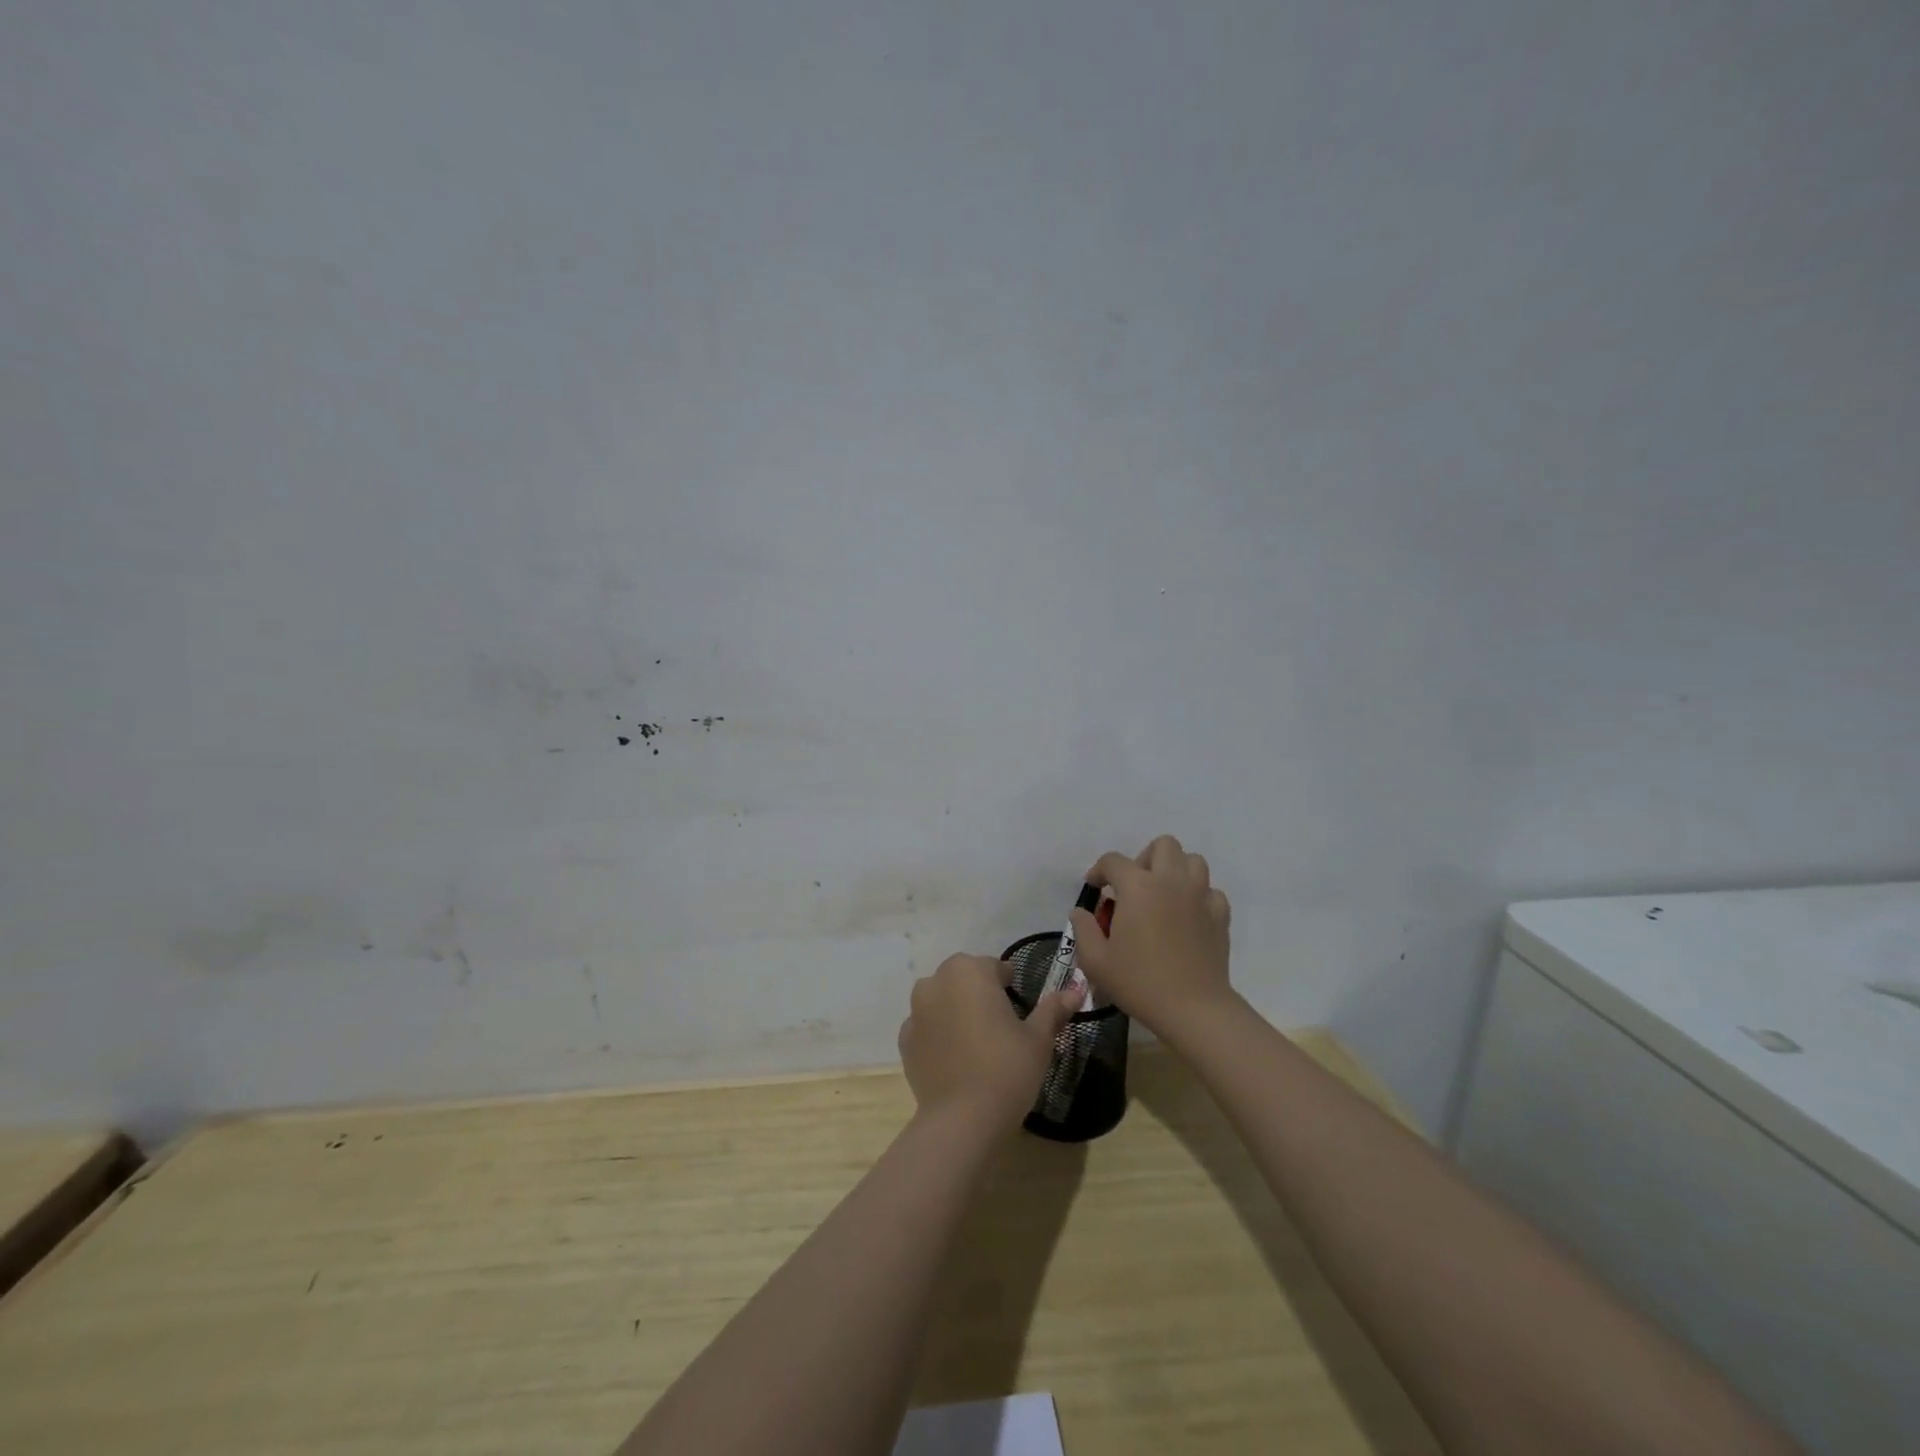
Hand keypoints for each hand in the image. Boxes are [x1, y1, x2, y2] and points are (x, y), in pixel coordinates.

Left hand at [898, 954, 1079, 1128]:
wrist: (962, 1120)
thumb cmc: (1007, 1069)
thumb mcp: (1039, 1038)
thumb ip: (1053, 1009)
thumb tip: (1075, 990)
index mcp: (969, 971)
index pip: (994, 968)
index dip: (1010, 985)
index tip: (1021, 1008)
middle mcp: (936, 982)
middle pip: (965, 979)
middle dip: (981, 994)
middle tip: (1002, 1027)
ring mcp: (916, 1011)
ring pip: (943, 1000)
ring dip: (957, 1011)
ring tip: (978, 1043)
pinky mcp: (905, 1041)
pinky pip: (927, 1027)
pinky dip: (940, 1035)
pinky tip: (957, 1059)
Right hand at [1072, 834, 1234, 1043]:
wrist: (1193, 1008)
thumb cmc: (1139, 982)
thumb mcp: (1095, 960)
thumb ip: (1083, 929)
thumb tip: (1081, 912)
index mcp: (1137, 886)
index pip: (1113, 861)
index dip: (1099, 870)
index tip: (1094, 888)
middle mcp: (1170, 881)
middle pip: (1162, 845)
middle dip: (1144, 858)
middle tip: (1134, 887)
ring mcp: (1200, 896)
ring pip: (1193, 861)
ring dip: (1175, 871)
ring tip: (1163, 896)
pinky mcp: (1220, 915)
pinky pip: (1210, 891)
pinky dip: (1198, 896)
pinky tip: (1187, 917)